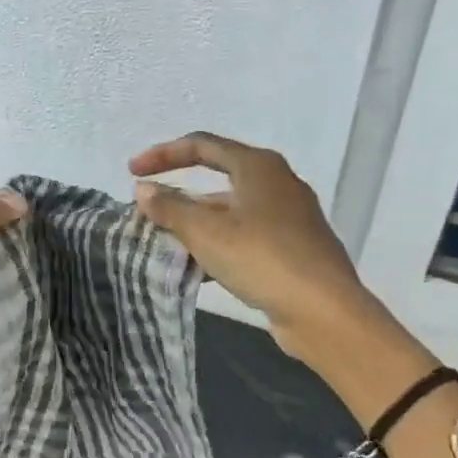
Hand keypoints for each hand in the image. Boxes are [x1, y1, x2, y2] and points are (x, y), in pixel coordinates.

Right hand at [128, 133, 436, 387]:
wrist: (326, 312)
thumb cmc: (262, 258)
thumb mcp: (206, 232)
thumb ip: (170, 208)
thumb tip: (143, 190)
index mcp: (258, 166)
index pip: (201, 145)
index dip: (163, 155)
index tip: (132, 171)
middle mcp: (277, 183)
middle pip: (217, 177)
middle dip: (179, 195)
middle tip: (148, 210)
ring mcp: (289, 217)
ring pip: (231, 211)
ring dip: (196, 224)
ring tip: (165, 244)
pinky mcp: (294, 248)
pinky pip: (245, 236)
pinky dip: (218, 244)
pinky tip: (197, 269)